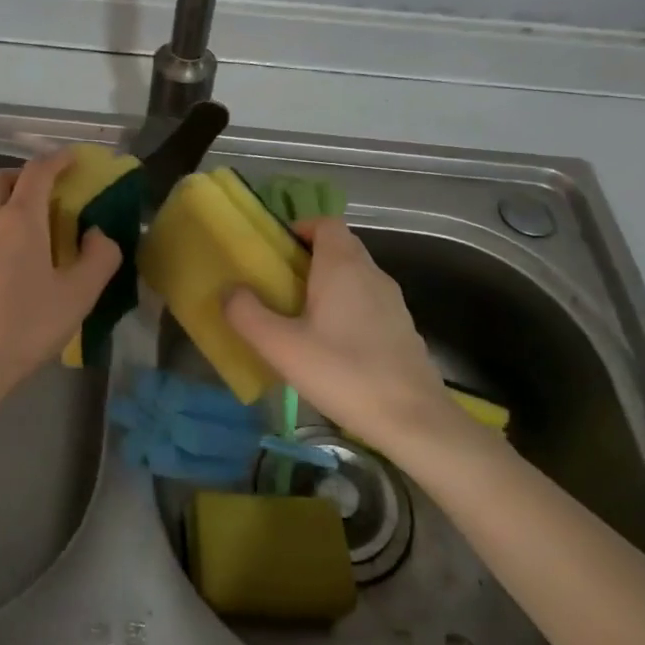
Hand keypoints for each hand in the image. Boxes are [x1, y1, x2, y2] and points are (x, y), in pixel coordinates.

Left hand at [0, 152, 121, 429]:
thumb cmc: (24, 329)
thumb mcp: (77, 297)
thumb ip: (99, 258)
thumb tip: (98, 233)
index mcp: (18, 221)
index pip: (37, 172)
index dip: (57, 159)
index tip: (72, 157)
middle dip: (20, 176)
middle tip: (41, 195)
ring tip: (17, 236)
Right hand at [224, 218, 471, 455]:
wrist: (414, 420)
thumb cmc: (343, 373)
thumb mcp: (281, 347)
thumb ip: (247, 314)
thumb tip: (230, 291)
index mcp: (343, 266)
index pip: (326, 223)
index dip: (300, 228)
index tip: (276, 251)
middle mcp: (372, 274)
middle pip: (340, 247)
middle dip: (308, 258)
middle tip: (278, 285)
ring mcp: (393, 302)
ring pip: (355, 277)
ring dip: (327, 285)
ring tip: (299, 316)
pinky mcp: (402, 329)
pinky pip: (368, 303)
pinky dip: (347, 309)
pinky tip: (331, 346)